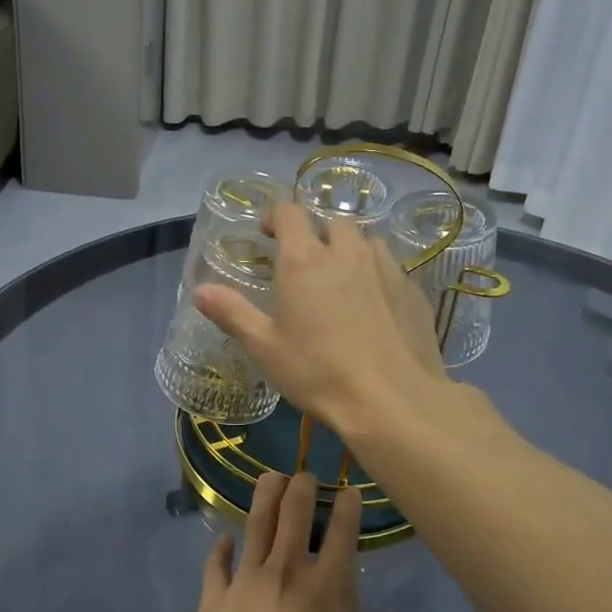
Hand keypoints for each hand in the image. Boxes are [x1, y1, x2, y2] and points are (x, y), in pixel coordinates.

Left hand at [193, 472, 422, 611]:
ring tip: (270, 479)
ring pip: (254, 525)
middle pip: (294, 512)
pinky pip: (215, 565)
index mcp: (331, 585)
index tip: (348, 490)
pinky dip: (221, 548)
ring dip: (264, 497)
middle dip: (302, 486)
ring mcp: (244, 584)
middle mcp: (286, 571)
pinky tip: (224, 540)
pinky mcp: (212, 605)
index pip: (343, 528)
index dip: (347, 503)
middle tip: (304, 474)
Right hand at [194, 204, 445, 436]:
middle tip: (306, 260)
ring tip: (342, 277)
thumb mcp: (265, 348)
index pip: (290, 212)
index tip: (267, 233)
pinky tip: (375, 303)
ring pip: (367, 240)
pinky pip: (392, 266)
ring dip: (351, 249)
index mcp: (304, 260)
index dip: (276, 215)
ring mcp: (385, 268)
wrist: (391, 399)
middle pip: (333, 221)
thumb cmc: (318, 372)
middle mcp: (346, 252)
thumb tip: (200, 290)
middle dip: (317, 231)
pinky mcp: (412, 290)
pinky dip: (378, 273)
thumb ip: (232, 313)